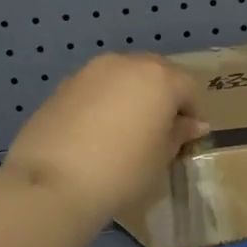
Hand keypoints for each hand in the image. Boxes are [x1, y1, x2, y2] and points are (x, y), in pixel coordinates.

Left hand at [1, 54, 208, 224]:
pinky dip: (104, 102)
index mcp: (159, 78)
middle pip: (155, 73)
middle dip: (162, 97)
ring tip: (125, 131)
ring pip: (123, 77)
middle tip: (158, 131)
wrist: (53, 183)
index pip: (188, 88)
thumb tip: (193, 124)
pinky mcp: (63, 85)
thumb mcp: (160, 158)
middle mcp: (126, 63)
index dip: (192, 113)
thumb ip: (178, 134)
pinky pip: (96, 88)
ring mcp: (91, 71)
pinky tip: (96, 133)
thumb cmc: (122, 171)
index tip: (187, 139)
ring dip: (131, 96)